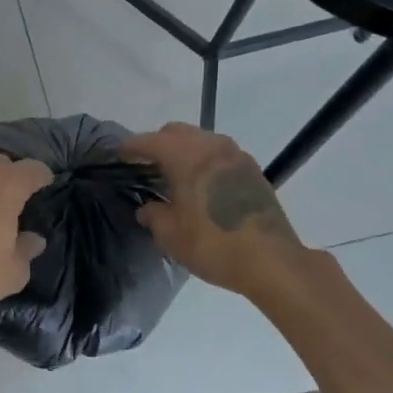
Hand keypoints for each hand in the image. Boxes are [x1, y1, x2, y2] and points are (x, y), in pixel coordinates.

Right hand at [121, 123, 306, 292]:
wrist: (272, 260)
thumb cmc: (214, 245)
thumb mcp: (171, 236)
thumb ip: (154, 216)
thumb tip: (148, 208)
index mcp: (186, 156)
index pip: (150, 141)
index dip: (132, 146)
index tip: (120, 152)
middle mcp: (211, 146)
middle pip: (177, 132)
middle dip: (158, 142)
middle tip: (146, 162)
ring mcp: (236, 155)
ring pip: (201, 139)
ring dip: (184, 149)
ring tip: (174, 172)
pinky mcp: (252, 170)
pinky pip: (219, 153)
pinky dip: (204, 159)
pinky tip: (201, 182)